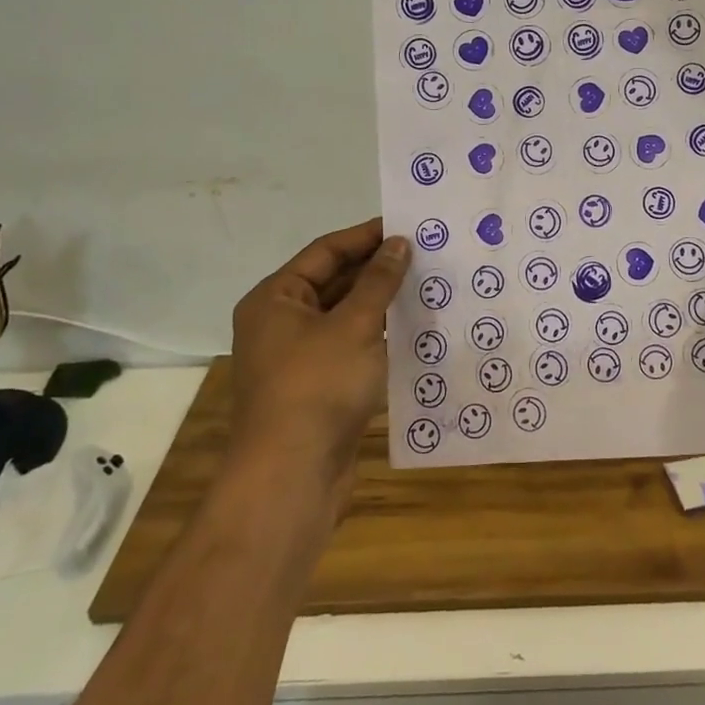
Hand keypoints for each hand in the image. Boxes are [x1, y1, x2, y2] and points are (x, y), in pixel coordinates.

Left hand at [229, 219, 408, 487]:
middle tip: (425, 253)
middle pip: (334, 281)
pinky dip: (378, 335)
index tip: (406, 225)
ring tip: (427, 284)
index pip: (325, 251)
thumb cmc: (317, 387)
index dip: (366, 236)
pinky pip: (351, 346)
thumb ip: (378, 281)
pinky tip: (414, 328)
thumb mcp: (354, 325)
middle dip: (377, 269)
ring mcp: (299, 357)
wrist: (291, 479)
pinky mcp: (319, 387)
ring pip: (346, 316)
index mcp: (276, 299)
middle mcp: (282, 322)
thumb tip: (398, 243)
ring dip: (381, 302)